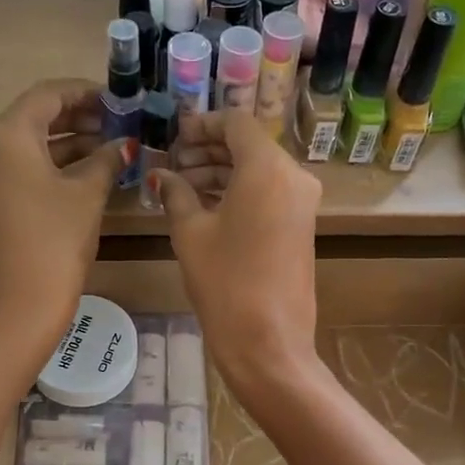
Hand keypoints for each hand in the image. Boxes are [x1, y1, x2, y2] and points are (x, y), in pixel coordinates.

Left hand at [0, 80, 125, 358]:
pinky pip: (24, 169)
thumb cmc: (55, 242)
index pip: (47, 95)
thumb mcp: (87, 195)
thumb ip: (106, 160)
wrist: (19, 306)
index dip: (85, 92)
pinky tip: (88, 171)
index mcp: (7, 135)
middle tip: (118, 122)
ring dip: (69, 142)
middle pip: (35, 117)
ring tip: (111, 145)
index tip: (118, 98)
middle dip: (78, 117)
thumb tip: (125, 144)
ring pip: (30, 145)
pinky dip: (54, 165)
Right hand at [154, 110, 320, 400]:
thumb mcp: (191, 234)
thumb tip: (162, 175)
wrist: (269, 342)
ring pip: (259, 170)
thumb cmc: (225, 283)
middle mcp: (293, 176)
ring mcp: (303, 203)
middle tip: (173, 165)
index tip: (174, 137)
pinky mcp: (302, 226)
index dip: (202, 125)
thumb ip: (176, 194)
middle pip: (249, 146)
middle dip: (209, 151)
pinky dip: (240, 192)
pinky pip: (269, 193)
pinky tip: (207, 206)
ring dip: (223, 172)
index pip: (236, 123)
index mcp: (267, 167)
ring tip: (183, 188)